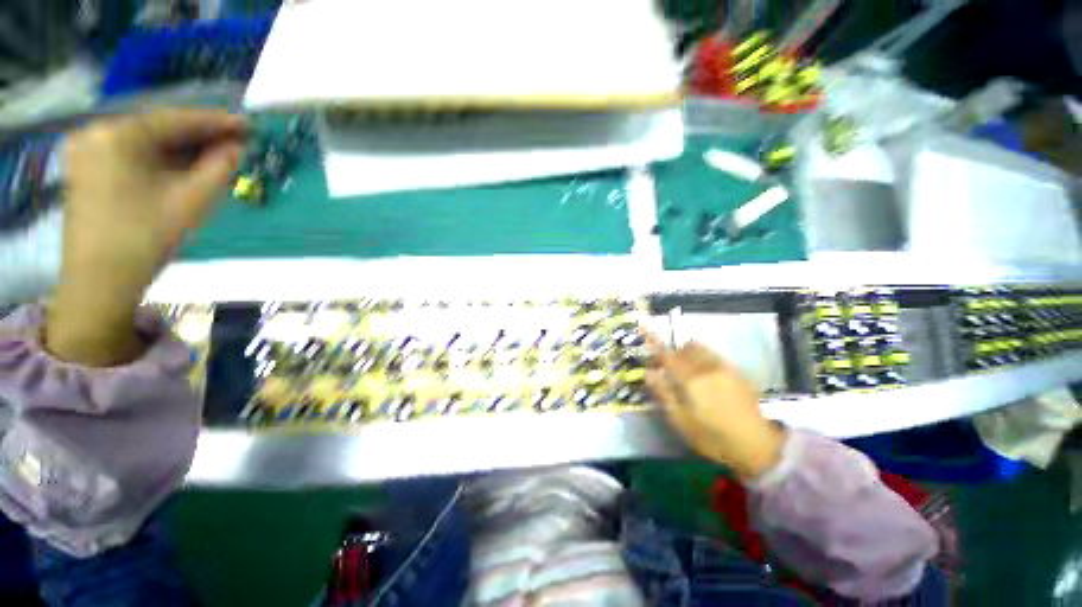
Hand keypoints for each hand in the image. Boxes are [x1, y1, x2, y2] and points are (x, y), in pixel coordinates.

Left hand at [47, 108, 244, 365]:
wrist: (100, 281)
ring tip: (214, 154)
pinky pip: (129, 153)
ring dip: (180, 147)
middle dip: (198, 135)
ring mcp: (86, 150)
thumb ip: (219, 168)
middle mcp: (96, 132)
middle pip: (157, 127)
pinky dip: (158, 157)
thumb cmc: (146, 238)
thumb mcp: (192, 201)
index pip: (176, 119)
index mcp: (118, 135)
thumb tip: (236, 147)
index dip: (216, 122)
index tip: (248, 125)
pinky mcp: (85, 168)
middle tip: (235, 141)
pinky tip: (182, 165)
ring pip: (144, 140)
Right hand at [646, 339, 784, 479]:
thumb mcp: (681, 421)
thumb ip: (663, 394)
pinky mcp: (737, 372)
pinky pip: (715, 355)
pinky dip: (703, 357)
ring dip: (688, 352)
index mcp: (691, 380)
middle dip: (672, 352)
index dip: (654, 343)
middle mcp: (707, 367)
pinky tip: (707, 375)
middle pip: (684, 348)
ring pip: (701, 348)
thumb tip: (649, 372)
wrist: (757, 446)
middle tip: (666, 366)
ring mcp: (724, 368)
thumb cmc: (712, 437)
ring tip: (686, 368)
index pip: (667, 355)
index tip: (644, 332)